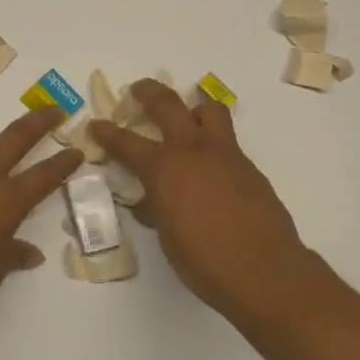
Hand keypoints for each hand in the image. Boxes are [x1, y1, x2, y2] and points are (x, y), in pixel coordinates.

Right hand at [89, 82, 311, 321]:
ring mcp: (225, 154)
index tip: (96, 125)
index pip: (126, 143)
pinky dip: (214, 141)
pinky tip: (211, 166)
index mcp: (164, 169)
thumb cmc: (204, 262)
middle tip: (138, 90)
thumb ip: (156, 209)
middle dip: (148, 93)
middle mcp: (193, 151)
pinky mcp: (248, 166)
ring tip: (187, 117)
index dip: (107, 133)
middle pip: (167, 105)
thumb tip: (150, 202)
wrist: (263, 269)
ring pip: (209, 110)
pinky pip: (228, 140)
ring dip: (193, 107)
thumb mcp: (167, 237)